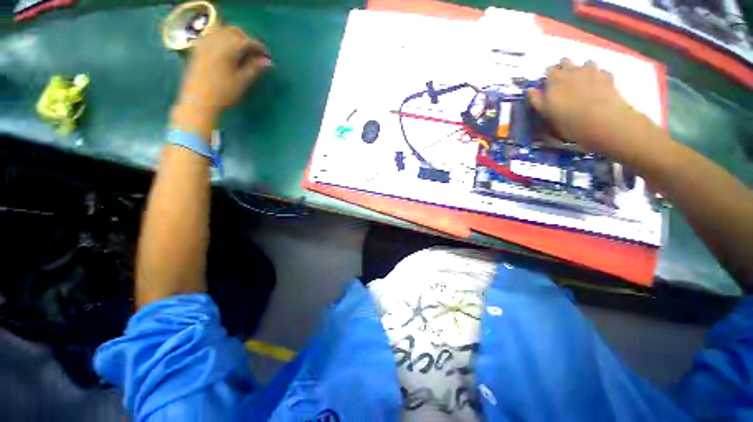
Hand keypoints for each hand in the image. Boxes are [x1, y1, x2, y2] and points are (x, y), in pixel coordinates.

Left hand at [172, 26, 269, 135]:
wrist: (199, 100)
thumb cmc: (223, 93)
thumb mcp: (242, 82)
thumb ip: (254, 68)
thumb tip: (268, 62)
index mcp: (227, 48)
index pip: (247, 41)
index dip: (259, 47)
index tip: (267, 56)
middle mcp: (215, 40)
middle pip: (234, 31)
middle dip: (247, 39)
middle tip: (255, 53)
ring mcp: (204, 42)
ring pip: (222, 29)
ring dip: (234, 36)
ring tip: (241, 49)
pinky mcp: (198, 47)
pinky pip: (211, 34)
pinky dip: (221, 37)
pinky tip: (226, 48)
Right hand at [527, 59, 662, 165]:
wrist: (603, 122)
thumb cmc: (568, 121)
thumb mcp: (546, 114)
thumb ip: (537, 100)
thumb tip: (530, 90)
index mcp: (554, 80)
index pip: (548, 71)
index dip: (548, 77)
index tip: (547, 86)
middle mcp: (572, 70)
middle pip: (565, 62)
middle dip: (563, 68)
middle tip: (563, 84)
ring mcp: (591, 71)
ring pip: (584, 63)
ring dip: (582, 70)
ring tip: (581, 84)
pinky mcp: (607, 76)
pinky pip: (600, 71)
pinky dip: (598, 76)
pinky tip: (597, 87)